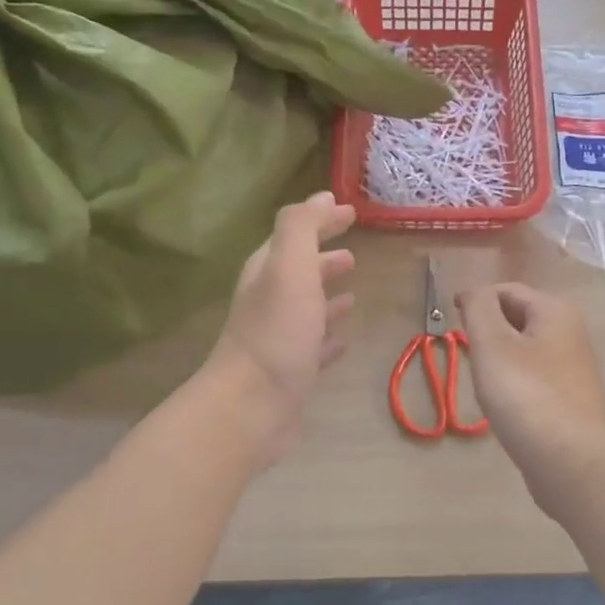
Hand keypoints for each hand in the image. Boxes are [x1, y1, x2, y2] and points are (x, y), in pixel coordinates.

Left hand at [205, 192, 356, 462]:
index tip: (351, 211)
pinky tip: (344, 340)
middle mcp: (269, 301)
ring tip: (353, 290)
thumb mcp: (290, 267)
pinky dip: (329, 337)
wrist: (251, 407)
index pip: (295, 235)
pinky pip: (314, 345)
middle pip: (298, 271)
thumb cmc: (276, 333)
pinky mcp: (290, 371)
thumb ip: (302, 228)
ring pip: (307, 308)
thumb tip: (321, 197)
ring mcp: (279, 338)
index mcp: (268, 272)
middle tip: (353, 252)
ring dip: (327, 296)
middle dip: (323, 258)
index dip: (321, 221)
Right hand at [455, 284, 604, 491]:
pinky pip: (534, 378)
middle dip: (488, 331)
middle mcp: (572, 332)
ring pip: (525, 350)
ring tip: (483, 382)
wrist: (571, 461)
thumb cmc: (526, 396)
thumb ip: (479, 308)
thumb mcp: (492, 344)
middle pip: (518, 318)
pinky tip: (505, 406)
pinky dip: (515, 383)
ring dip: (500, 359)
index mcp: (556, 310)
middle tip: (467, 355)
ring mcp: (574, 368)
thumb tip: (476, 293)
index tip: (451, 323)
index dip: (475, 301)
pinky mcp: (571, 399)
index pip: (506, 290)